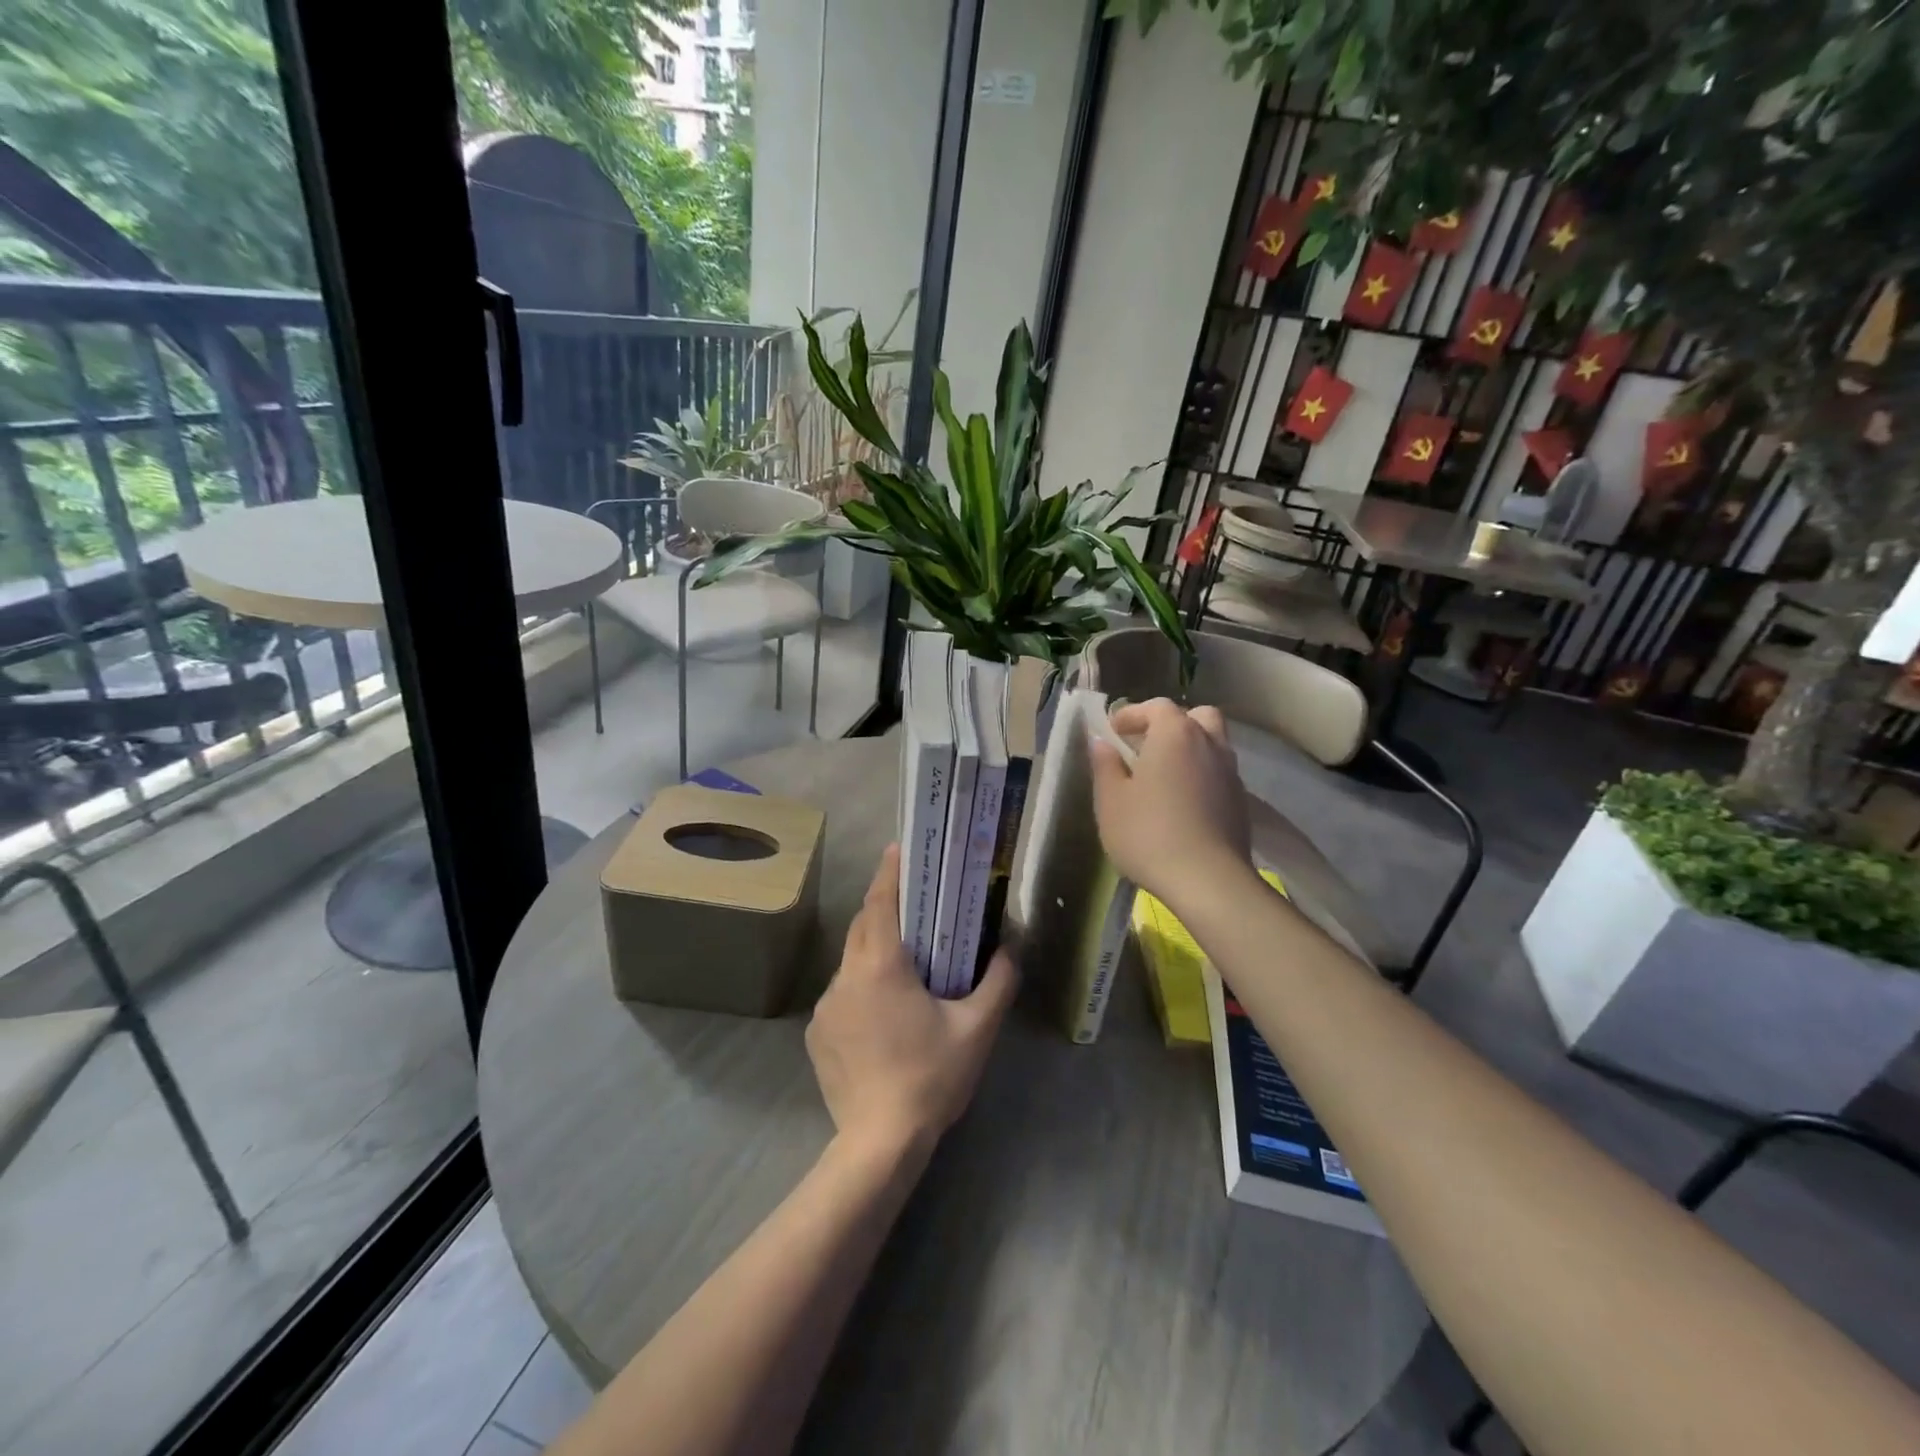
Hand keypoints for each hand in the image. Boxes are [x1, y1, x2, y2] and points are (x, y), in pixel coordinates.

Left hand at [806, 845, 1018, 1156]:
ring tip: (904, 964)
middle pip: (862, 927)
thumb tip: (1011, 950)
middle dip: (883, 908)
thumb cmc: (931, 1078)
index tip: (898, 849)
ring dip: (874, 951)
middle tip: (913, 902)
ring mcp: (826, 1007)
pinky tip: (883, 1015)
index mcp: (881, 967)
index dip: (889, 873)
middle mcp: (845, 977)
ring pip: (850, 962)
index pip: (880, 903)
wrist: (878, 1143)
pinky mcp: (817, 1034)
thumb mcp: (976, 1030)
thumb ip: (998, 983)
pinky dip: (861, 988)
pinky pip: (842, 994)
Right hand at [1091, 698, 1251, 901]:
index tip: (1113, 731)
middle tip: (1147, 745)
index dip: (1133, 714)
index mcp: (1175, 734)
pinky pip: (1219, 773)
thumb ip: (1105, 765)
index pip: (1156, 707)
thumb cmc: (1148, 833)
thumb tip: (1101, 743)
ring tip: (1165, 775)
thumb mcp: (1111, 800)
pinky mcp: (1240, 802)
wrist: (1207, 880)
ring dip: (1190, 749)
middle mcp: (1209, 744)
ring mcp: (1230, 773)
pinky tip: (1184, 802)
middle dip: (1171, 724)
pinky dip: (1201, 775)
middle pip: (1196, 717)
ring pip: (1212, 744)